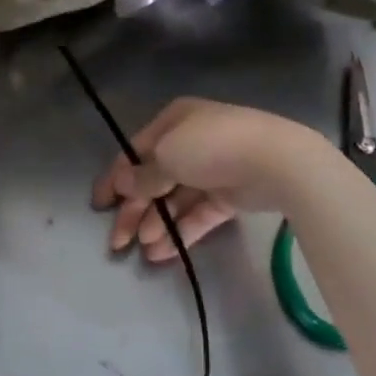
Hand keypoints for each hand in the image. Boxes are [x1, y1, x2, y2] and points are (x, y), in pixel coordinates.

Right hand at [90, 98, 330, 261]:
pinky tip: (163, 253)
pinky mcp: (229, 196)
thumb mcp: (167, 156)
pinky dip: (181, 231)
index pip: (135, 152)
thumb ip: (143, 176)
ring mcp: (211, 170)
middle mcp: (189, 143)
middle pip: (154, 179)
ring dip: (157, 223)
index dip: (115, 179)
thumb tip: (123, 186)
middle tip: (117, 242)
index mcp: (173, 122)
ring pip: (175, 200)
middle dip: (134, 210)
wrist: (276, 161)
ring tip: (144, 250)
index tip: (99, 205)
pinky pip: (198, 214)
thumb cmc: (211, 147)